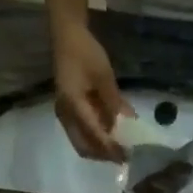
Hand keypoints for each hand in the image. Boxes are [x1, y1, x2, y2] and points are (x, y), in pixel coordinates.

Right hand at [51, 22, 130, 160]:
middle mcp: (65, 115)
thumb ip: (114, 101)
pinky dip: (95, 136)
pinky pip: (81, 131)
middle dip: (103, 155)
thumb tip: (127, 123)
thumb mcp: (104, 76)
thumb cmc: (85, 52)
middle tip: (123, 157)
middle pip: (83, 146)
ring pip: (81, 141)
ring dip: (99, 147)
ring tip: (119, 147)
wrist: (66, 35)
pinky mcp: (68, 109)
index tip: (126, 156)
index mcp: (73, 106)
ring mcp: (64, 113)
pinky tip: (110, 133)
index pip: (94, 135)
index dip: (111, 148)